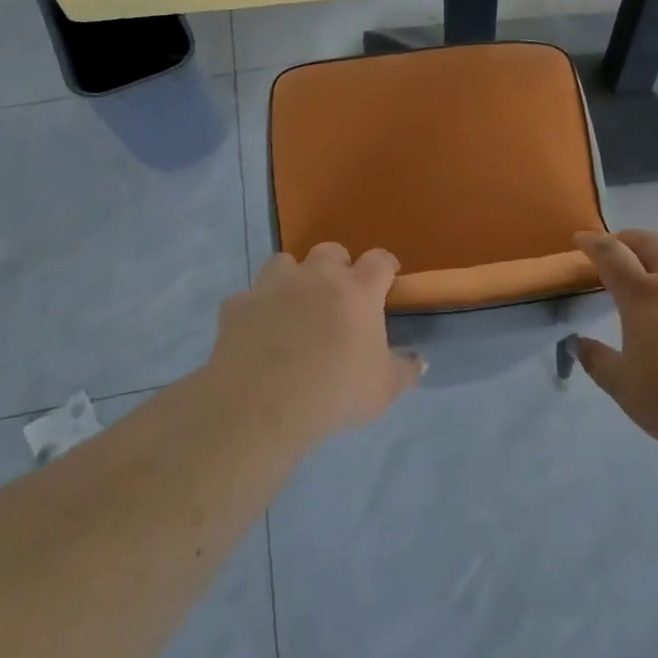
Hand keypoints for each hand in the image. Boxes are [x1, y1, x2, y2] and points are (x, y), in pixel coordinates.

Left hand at [204, 244, 423, 441]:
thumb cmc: (334, 392)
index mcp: (358, 290)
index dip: (385, 266)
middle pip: (331, 251)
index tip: (388, 280)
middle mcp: (317, 277)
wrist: (261, 406)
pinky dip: (256, 309)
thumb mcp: (383, 390)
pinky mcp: (238, 305)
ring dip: (293, 277)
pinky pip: (248, 297)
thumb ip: (405, 371)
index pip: (379, 260)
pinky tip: (258, 331)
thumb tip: (420, 362)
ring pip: (285, 262)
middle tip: (339, 296)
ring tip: (295, 304)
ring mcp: (273, 286)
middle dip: (338, 267)